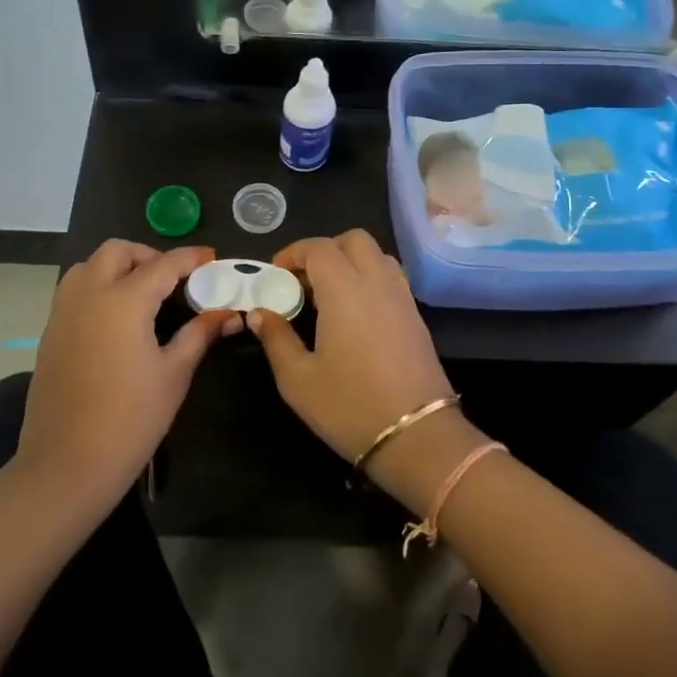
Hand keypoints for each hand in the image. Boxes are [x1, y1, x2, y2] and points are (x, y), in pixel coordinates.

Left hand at [19, 241, 240, 506]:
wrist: (67, 465)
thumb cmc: (130, 419)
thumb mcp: (174, 374)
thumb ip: (199, 334)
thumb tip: (227, 313)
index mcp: (123, 301)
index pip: (163, 264)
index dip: (190, 258)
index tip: (211, 257)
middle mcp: (89, 295)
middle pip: (117, 251)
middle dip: (148, 255)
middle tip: (173, 278)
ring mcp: (63, 313)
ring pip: (88, 266)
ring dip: (117, 267)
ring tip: (143, 293)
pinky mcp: (49, 334)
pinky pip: (74, 291)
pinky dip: (97, 287)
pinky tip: (116, 319)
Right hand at [246, 230, 454, 471]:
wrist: (417, 436)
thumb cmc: (350, 406)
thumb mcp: (298, 379)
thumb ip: (277, 339)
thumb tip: (260, 313)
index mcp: (344, 290)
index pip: (319, 248)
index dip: (294, 253)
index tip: (276, 274)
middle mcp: (376, 283)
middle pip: (354, 240)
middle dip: (325, 250)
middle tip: (304, 280)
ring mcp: (402, 297)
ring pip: (377, 255)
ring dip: (351, 261)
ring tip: (330, 294)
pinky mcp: (416, 316)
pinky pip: (391, 277)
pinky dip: (370, 278)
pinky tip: (355, 313)